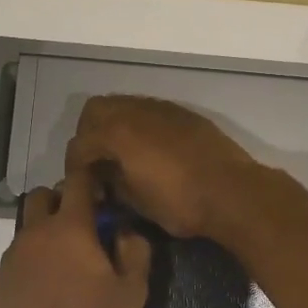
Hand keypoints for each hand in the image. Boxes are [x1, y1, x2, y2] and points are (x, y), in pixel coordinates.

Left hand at [0, 167, 152, 307]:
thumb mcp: (132, 292)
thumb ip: (134, 251)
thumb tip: (126, 229)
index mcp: (70, 228)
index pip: (77, 182)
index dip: (90, 175)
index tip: (101, 181)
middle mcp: (35, 234)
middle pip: (41, 197)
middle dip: (60, 198)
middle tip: (82, 221)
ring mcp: (12, 259)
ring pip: (26, 228)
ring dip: (44, 231)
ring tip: (64, 260)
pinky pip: (16, 258)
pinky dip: (31, 260)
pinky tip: (45, 287)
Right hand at [66, 95, 264, 239]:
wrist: (233, 192)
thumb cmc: (180, 203)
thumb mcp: (136, 202)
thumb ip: (112, 183)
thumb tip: (103, 178)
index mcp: (117, 133)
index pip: (80, 143)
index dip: (74, 166)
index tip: (81, 185)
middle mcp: (135, 111)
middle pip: (95, 110)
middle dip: (89, 134)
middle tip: (97, 161)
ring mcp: (161, 108)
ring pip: (123, 104)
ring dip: (115, 125)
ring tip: (122, 154)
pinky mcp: (183, 113)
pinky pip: (149, 111)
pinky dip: (139, 125)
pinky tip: (149, 150)